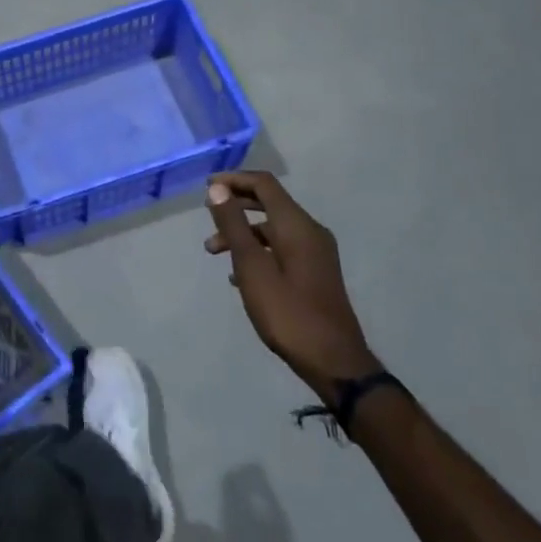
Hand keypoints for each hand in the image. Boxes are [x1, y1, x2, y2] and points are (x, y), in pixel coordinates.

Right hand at [205, 172, 379, 401]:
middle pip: (269, 203)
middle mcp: (310, 231)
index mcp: (296, 225)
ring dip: (242, 232)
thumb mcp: (252, 267)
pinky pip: (281, 248)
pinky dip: (257, 250)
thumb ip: (233, 225)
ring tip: (213, 251)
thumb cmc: (288, 312)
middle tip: (207, 214)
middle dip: (236, 205)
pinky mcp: (315, 272)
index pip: (264, 184)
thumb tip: (217, 189)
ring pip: (273, 229)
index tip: (206, 187)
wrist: (334, 361)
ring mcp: (316, 253)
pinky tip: (238, 275)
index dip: (234, 180)